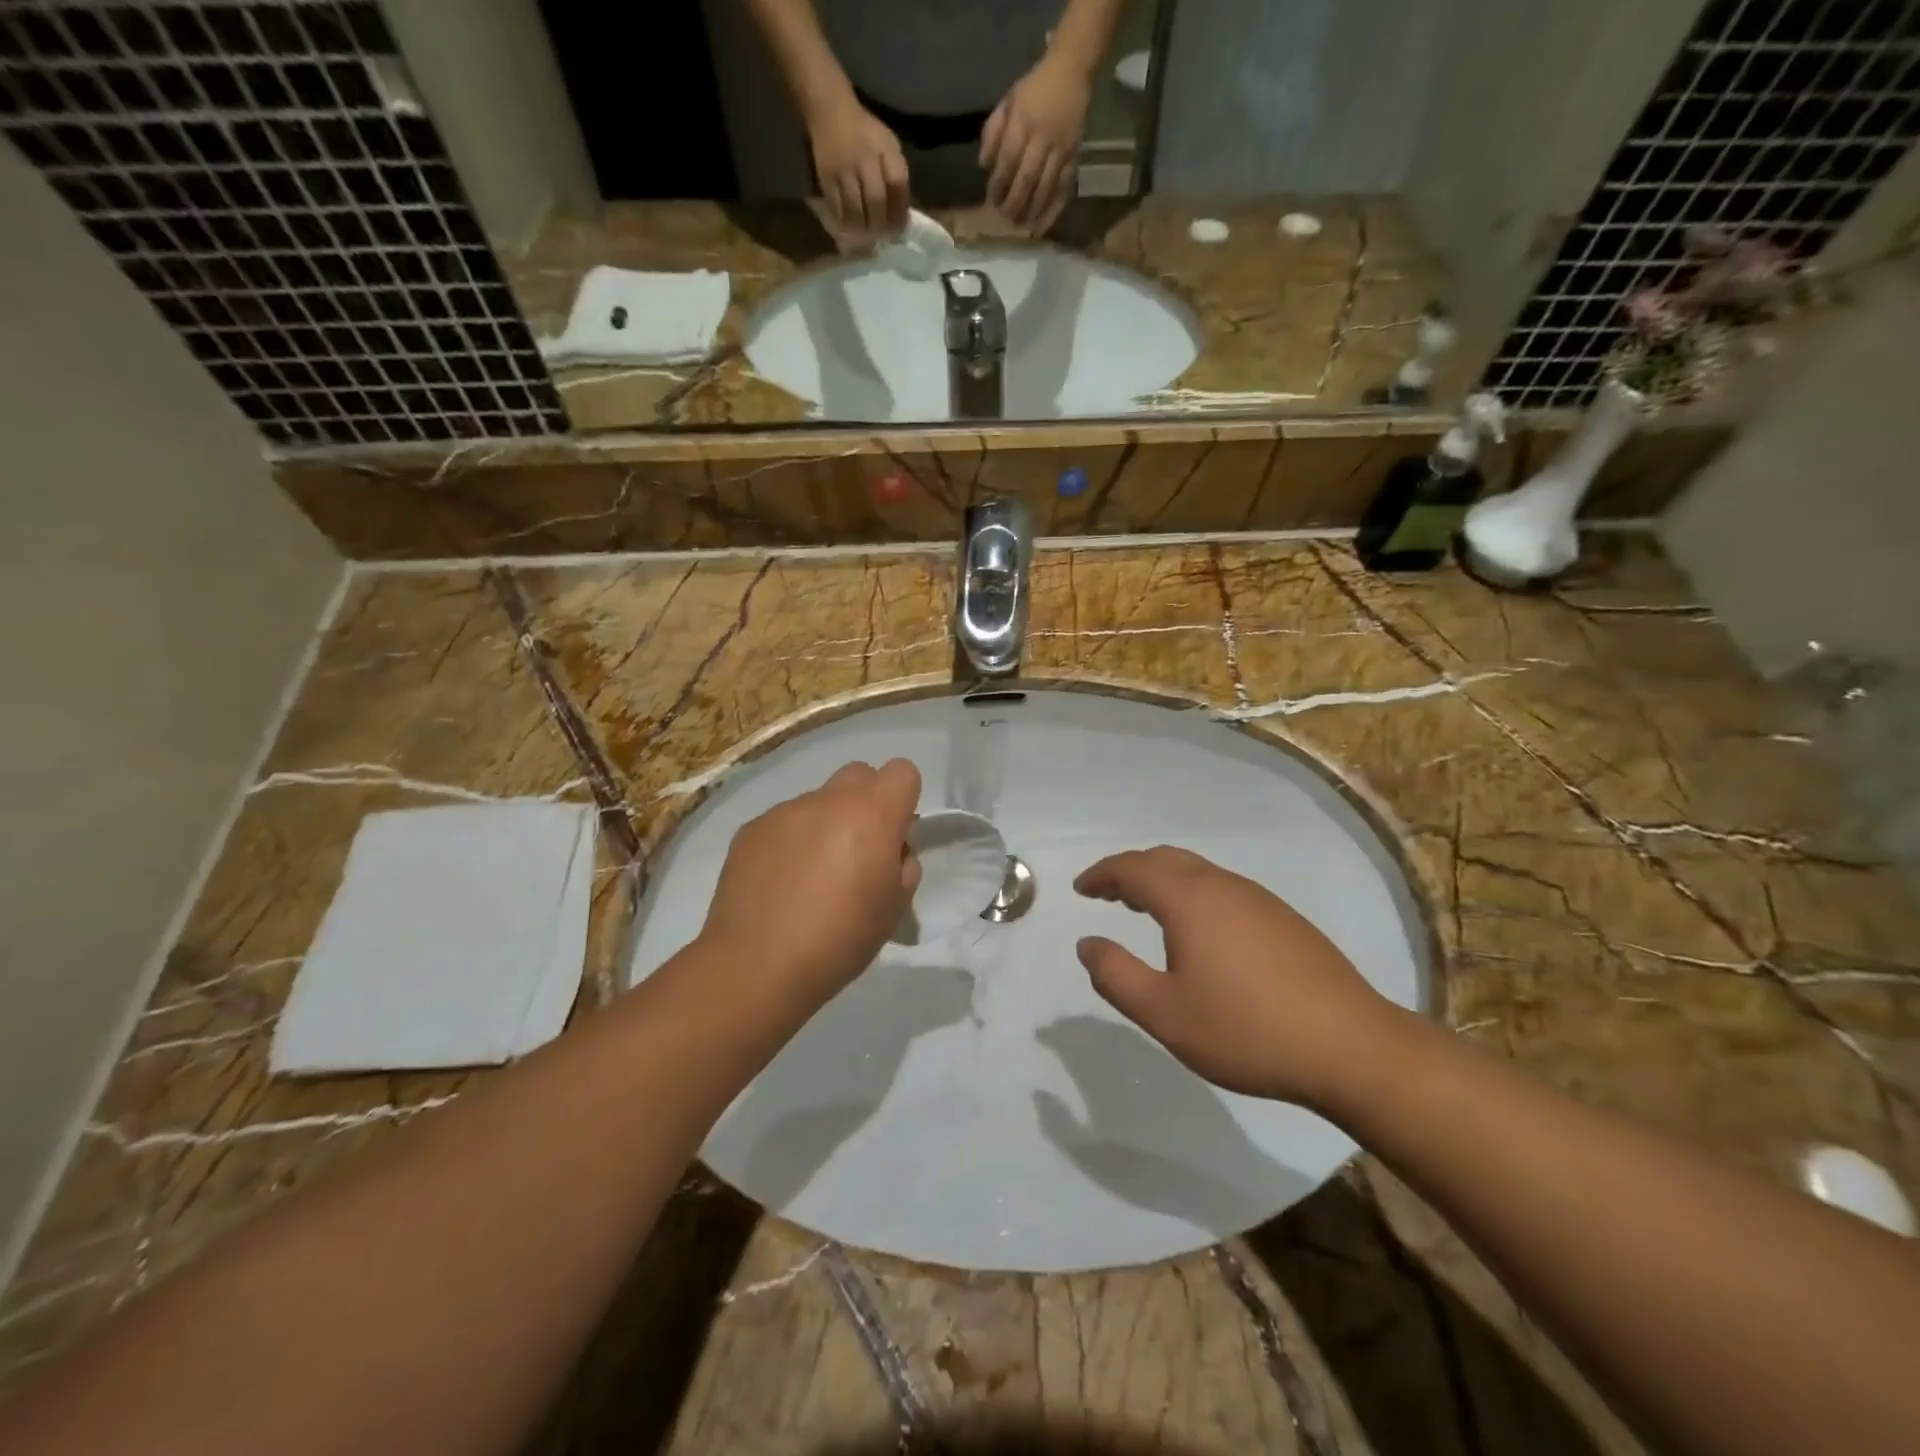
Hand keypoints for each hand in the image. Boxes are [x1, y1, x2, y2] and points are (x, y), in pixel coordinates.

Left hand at [699, 759, 921, 1017]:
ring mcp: (785, 811)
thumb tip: (890, 847)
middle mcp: (828, 800)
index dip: (904, 799)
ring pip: (819, 800)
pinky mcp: (751, 829)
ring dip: (826, 823)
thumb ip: (903, 863)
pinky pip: (784, 822)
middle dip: (866, 802)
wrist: (757, 965)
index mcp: (872, 814)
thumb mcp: (895, 907)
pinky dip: (791, 841)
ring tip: (812, 876)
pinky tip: (781, 883)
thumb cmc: (840, 939)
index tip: (895, 835)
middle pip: (859, 774)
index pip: (902, 771)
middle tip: (859, 849)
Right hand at [807, 97, 909, 236]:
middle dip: (881, 224)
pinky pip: (837, 208)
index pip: (897, 185)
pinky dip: (845, 221)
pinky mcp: (826, 177)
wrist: (830, 111)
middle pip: (876, 201)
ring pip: (856, 209)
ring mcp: (844, 169)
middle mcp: (865, 159)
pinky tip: (850, 227)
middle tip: (882, 237)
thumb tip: (902, 212)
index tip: (900, 228)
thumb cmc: (865, 133)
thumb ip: (896, 174)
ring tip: (866, 236)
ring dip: (863, 228)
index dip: (900, 211)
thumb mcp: (888, 145)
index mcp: (885, 149)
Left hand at [982, 55, 1089, 229]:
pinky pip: (1063, 189)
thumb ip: (993, 131)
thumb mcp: (1008, 101)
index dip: (998, 184)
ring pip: (1045, 188)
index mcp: (1023, 121)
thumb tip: (983, 165)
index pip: (1008, 160)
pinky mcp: (1074, 157)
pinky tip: (1042, 225)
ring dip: (1031, 211)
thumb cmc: (1035, 88)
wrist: (1072, 70)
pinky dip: (1052, 210)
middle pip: (1026, 179)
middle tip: (1004, 217)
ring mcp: (1061, 149)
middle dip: (1014, 202)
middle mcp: (1042, 138)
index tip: (991, 200)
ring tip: (1021, 225)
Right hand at [1073, 847, 1403, 1108]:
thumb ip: (1116, 975)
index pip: (1133, 867)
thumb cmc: (1247, 1030)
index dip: (1102, 874)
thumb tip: (1087, 944)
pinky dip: (1193, 895)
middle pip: (1166, 859)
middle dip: (1131, 871)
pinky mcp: (1284, 919)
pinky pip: (1223, 889)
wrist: (1351, 1047)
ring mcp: (1259, 900)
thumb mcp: (1165, 1013)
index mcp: (1190, 899)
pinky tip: (1199, 931)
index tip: (1081, 889)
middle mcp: (1223, 886)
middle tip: (1108, 894)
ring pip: (1198, 872)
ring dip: (1163, 882)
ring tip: (1145, 909)